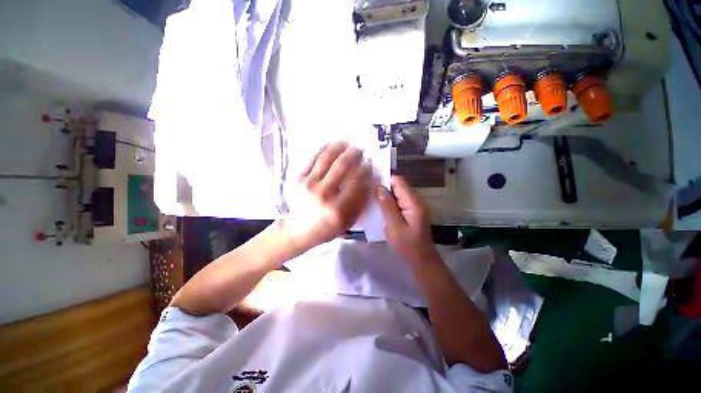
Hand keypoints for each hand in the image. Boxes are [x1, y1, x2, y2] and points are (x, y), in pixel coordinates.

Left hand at [282, 141, 371, 252]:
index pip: (356, 181)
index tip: (369, 163)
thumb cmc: (327, 227)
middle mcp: (323, 194)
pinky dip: (324, 149)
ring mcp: (308, 184)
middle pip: (341, 166)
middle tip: (360, 149)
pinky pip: (312, 159)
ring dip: (339, 147)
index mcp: (337, 208)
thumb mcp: (348, 221)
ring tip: (347, 143)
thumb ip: (360, 202)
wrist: (299, 229)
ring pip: (326, 158)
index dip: (364, 169)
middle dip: (354, 154)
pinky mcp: (298, 178)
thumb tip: (368, 180)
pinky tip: (332, 145)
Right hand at [376, 175, 439, 265]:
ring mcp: (414, 205)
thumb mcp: (394, 226)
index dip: (385, 177)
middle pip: (398, 185)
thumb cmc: (407, 245)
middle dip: (383, 184)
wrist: (421, 259)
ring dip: (385, 193)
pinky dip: (389, 201)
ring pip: (397, 193)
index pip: (398, 181)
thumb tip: (379, 187)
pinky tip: (378, 204)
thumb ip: (387, 206)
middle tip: (366, 186)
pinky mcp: (411, 211)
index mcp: (413, 202)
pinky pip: (398, 201)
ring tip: (369, 193)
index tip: (370, 176)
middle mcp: (415, 200)